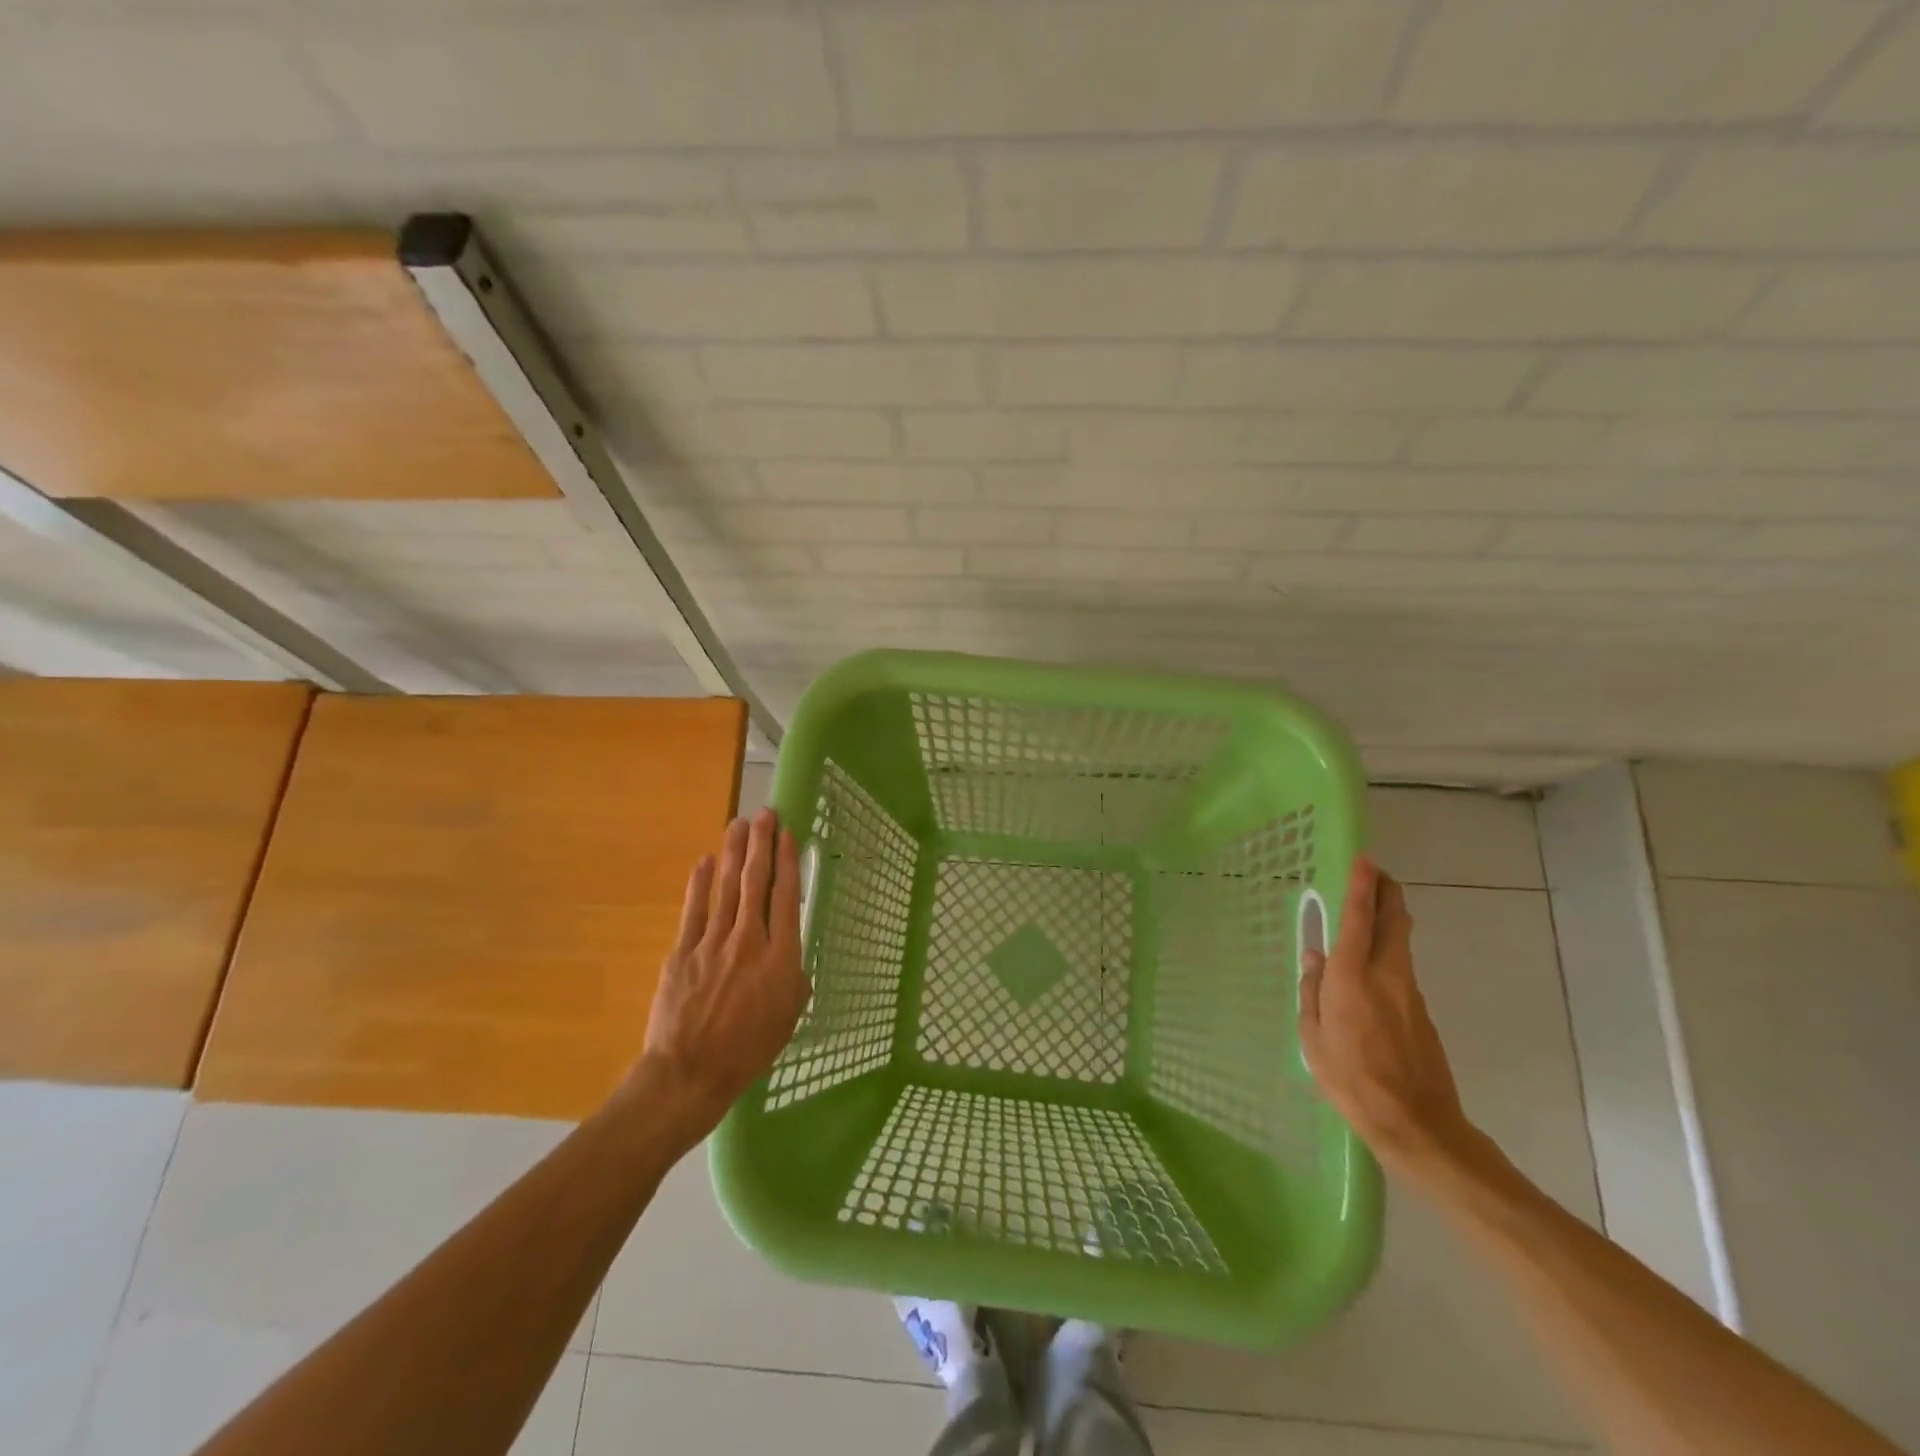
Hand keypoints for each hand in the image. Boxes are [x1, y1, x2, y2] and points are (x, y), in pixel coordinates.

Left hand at [635, 808, 809, 1139]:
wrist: (690, 1073)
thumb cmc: (749, 1050)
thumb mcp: (789, 1017)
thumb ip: (795, 980)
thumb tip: (792, 960)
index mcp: (780, 957)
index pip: (786, 897)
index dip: (787, 862)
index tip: (788, 834)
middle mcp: (749, 939)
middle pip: (756, 882)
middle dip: (761, 844)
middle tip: (764, 813)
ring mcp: (713, 942)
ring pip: (727, 887)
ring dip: (733, 852)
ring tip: (739, 824)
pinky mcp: (683, 951)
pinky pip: (694, 909)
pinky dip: (700, 883)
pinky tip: (705, 861)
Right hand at [1299, 857, 1474, 1176]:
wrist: (1418, 1124)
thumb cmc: (1351, 1080)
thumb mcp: (1313, 1038)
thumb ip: (1311, 992)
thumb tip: (1313, 959)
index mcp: (1351, 977)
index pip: (1359, 917)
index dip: (1362, 885)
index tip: (1364, 859)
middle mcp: (1386, 974)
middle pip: (1394, 919)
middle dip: (1387, 891)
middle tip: (1376, 874)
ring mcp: (1410, 992)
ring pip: (1401, 941)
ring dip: (1388, 919)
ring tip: (1368, 913)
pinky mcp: (1422, 1011)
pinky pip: (1402, 968)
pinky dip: (1388, 952)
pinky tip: (1371, 968)